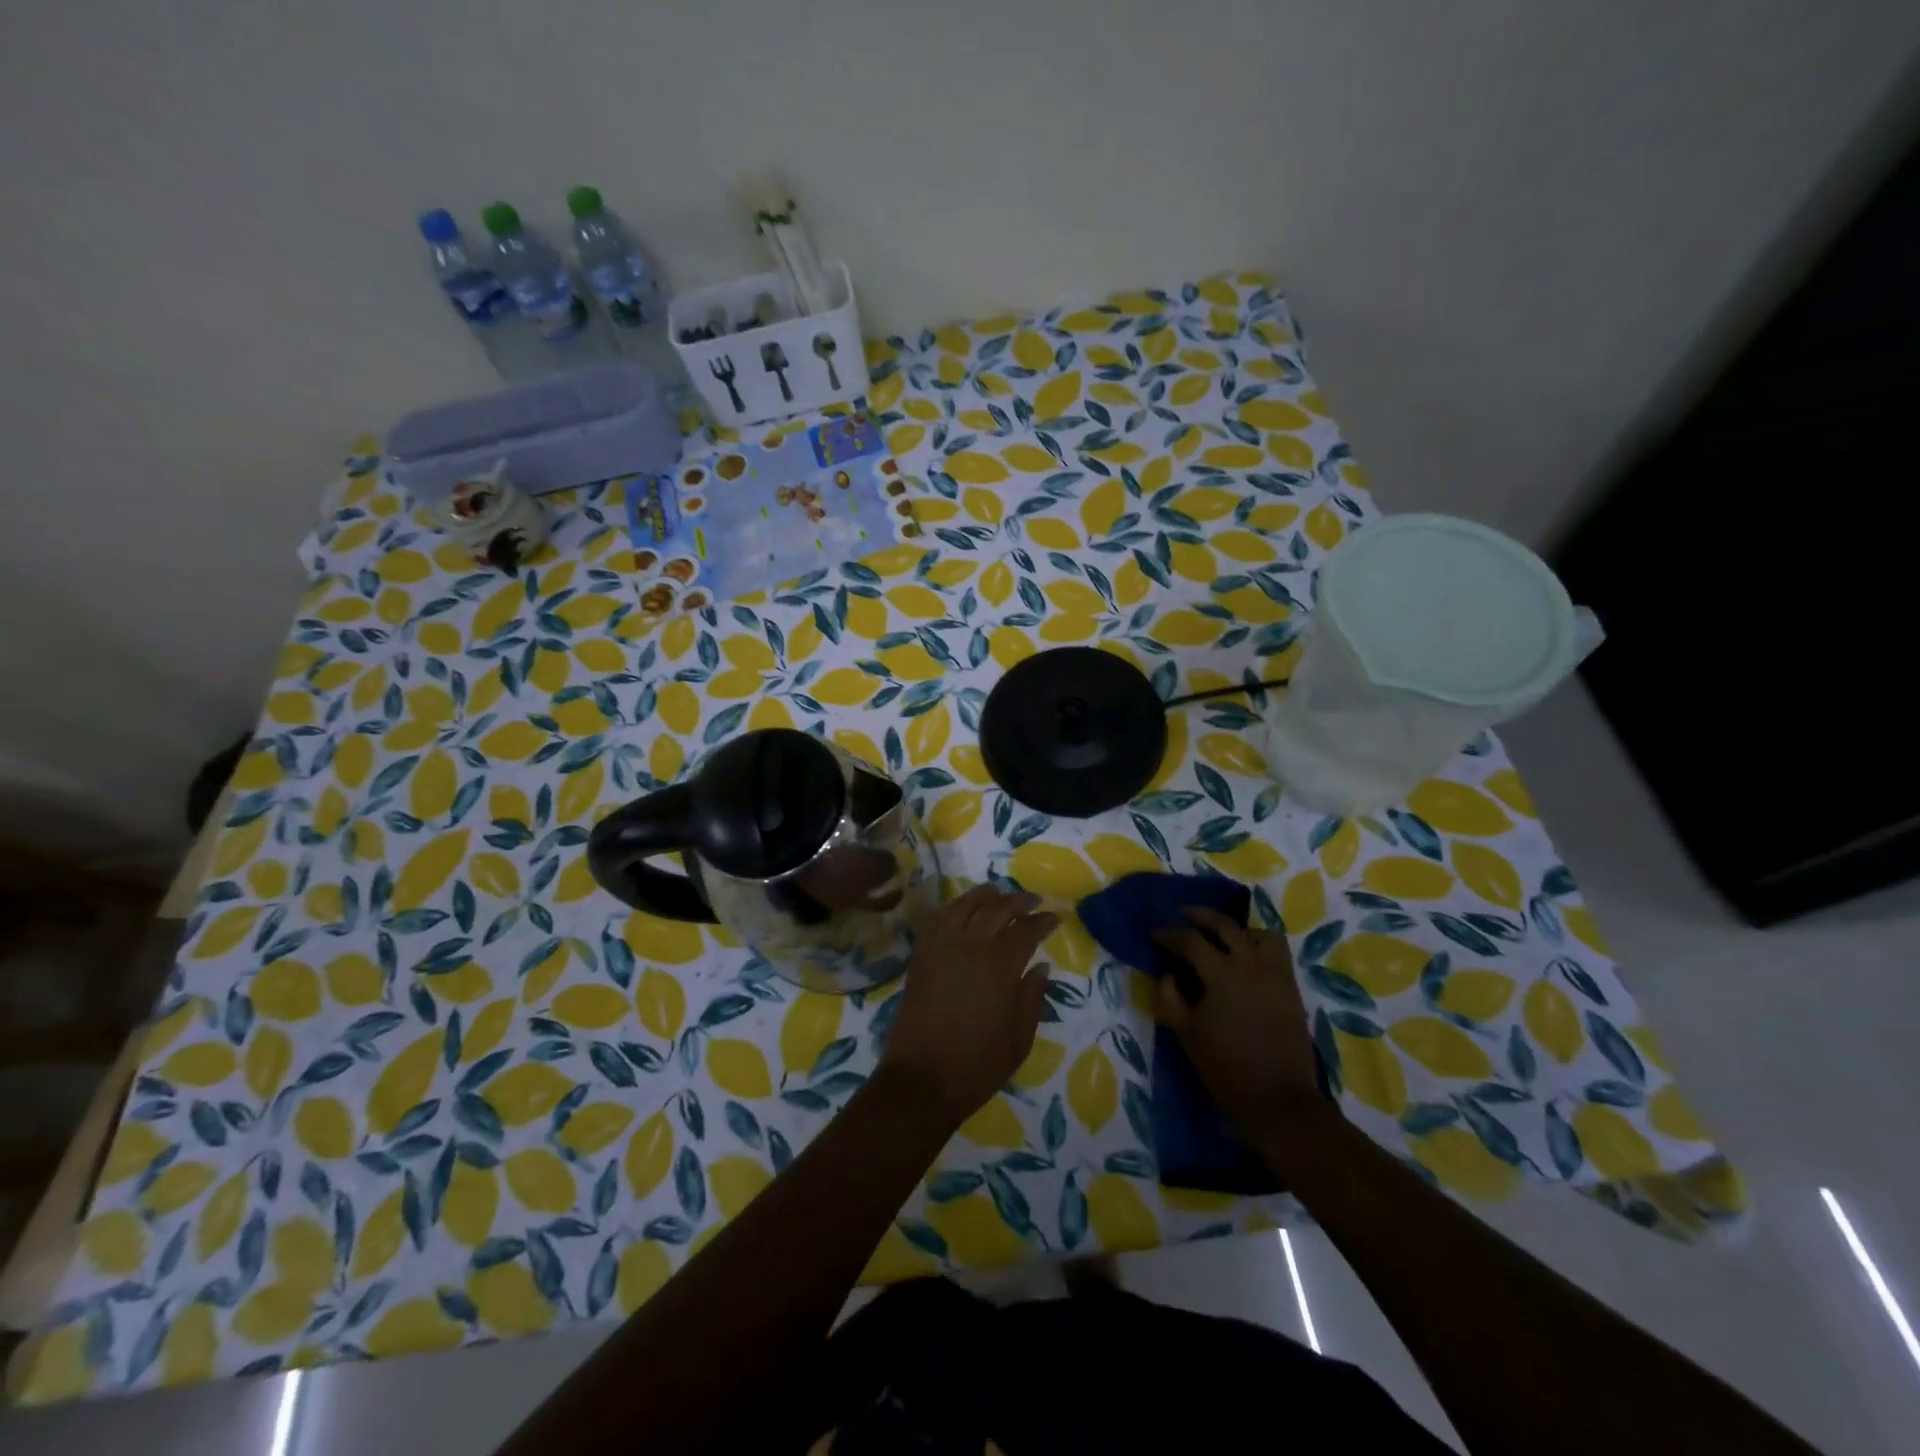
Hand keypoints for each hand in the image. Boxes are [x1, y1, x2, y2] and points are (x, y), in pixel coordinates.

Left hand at [879, 885, 1057, 1127]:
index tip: (1055, 917)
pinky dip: (953, 908)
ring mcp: (941, 949)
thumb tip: (1041, 966)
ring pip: (964, 906)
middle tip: (1033, 900)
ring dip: (984, 896)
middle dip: (1018, 901)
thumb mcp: (1018, 1041)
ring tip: (998, 892)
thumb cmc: (976, 1067)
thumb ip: (1031, 999)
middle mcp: (970, 949)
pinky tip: (962, 909)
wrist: (920, 1080)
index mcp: (999, 969)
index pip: (1026, 931)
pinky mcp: (920, 957)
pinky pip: (938, 920)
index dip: (1042, 921)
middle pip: (997, 910)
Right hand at [1151, 907, 1321, 1134]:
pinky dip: (1259, 944)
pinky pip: (1277, 951)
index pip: (1190, 940)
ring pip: (1256, 932)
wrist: (1278, 1100)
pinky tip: (1246, 957)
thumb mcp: (1186, 1032)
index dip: (1168, 934)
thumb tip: (1167, 974)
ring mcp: (1275, 973)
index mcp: (1221, 973)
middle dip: (1199, 916)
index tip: (1153, 933)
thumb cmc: (1225, 1067)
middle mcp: (1250, 963)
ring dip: (1235, 929)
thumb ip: (1170, 997)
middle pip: (1224, 924)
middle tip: (1182, 915)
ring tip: (1220, 936)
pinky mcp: (1291, 987)